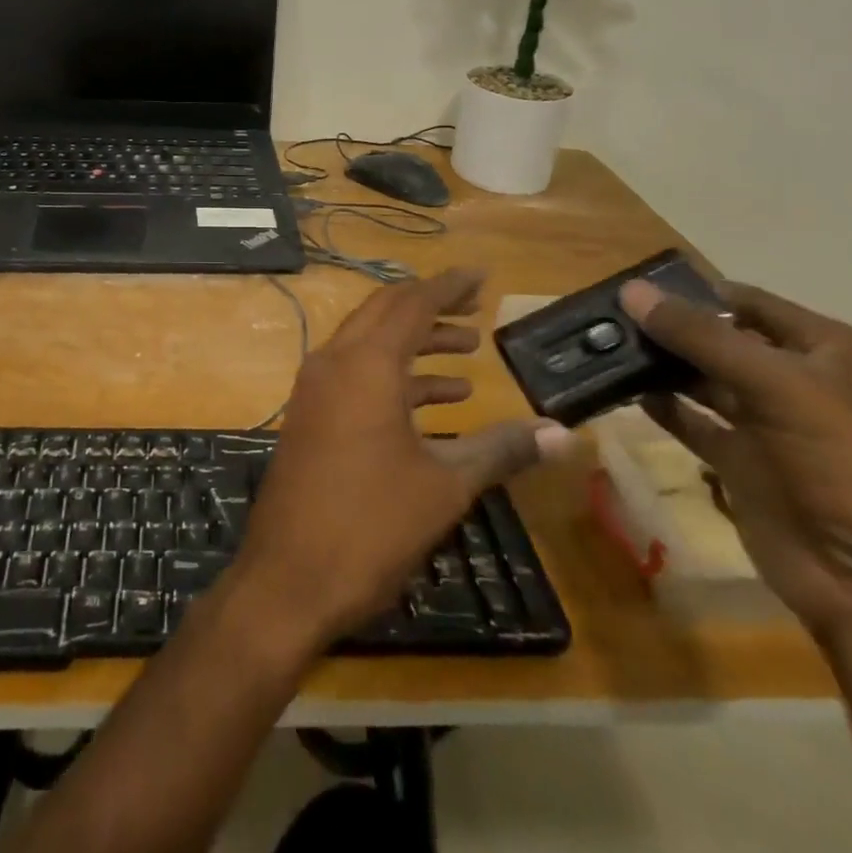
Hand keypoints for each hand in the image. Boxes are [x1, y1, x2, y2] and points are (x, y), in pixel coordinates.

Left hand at [232, 268, 573, 649]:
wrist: (289, 576)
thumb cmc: (372, 524)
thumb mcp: (445, 485)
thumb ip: (501, 449)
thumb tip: (562, 433)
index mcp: (366, 364)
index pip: (412, 303)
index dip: (449, 286)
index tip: (482, 275)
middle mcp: (334, 361)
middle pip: (386, 312)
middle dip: (431, 306)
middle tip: (476, 308)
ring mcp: (316, 387)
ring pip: (370, 343)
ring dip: (416, 343)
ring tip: (467, 353)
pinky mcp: (311, 414)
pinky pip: (356, 374)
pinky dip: (395, 376)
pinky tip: (437, 400)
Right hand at [620, 278, 851, 640]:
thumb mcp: (781, 385)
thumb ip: (702, 336)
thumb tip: (630, 291)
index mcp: (831, 352)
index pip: (750, 304)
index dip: (694, 291)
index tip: (630, 284)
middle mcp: (800, 382)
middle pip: (720, 340)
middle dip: (667, 328)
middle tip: (602, 316)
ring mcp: (770, 426)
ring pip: (702, 380)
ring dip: (658, 365)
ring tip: (601, 347)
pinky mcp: (743, 465)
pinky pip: (693, 422)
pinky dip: (661, 406)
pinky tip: (622, 390)